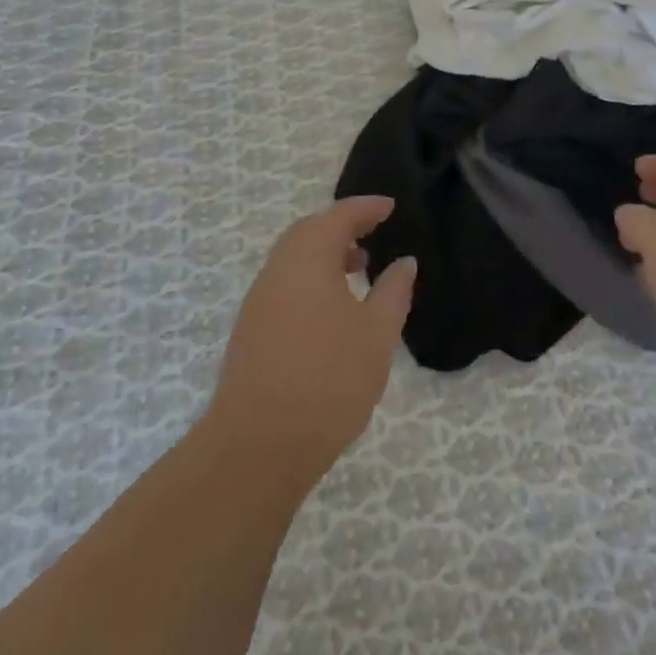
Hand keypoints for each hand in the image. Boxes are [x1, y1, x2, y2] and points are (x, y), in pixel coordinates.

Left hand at [208, 197, 416, 479]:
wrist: (257, 447)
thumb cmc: (328, 379)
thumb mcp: (377, 334)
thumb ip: (393, 291)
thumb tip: (404, 262)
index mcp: (308, 259)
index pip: (338, 216)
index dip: (366, 208)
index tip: (390, 206)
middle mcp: (277, 270)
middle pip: (309, 232)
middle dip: (342, 227)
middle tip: (374, 233)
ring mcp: (259, 301)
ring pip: (294, 259)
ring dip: (326, 254)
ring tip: (359, 270)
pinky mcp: (251, 330)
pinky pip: (285, 284)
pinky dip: (311, 278)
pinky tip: (333, 309)